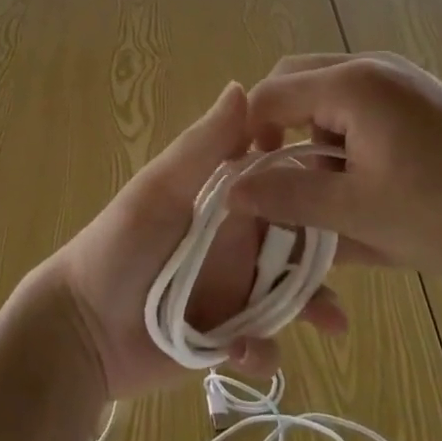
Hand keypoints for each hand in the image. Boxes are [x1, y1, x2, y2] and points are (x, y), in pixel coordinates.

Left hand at [35, 82, 347, 402]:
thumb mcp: (159, 190)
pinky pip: (263, 345)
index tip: (344, 176)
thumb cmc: (119, 246)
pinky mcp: (227, 339)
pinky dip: (263, 351)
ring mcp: (234, 291)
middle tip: (360, 258)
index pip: (276, 180)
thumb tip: (242, 87)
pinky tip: (241, 353)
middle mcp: (235, 241)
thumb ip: (203, 146)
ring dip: (311, 304)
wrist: (81, 330)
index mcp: (222, 200)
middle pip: (295, 240)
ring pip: (290, 294)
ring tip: (330, 320)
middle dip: (324, 251)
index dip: (308, 176)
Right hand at [233, 53, 441, 282]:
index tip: (252, 183)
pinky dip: (346, 130)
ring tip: (333, 184)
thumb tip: (231, 189)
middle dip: (279, 126)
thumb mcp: (360, 213)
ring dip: (314, 129)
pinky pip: (361, 99)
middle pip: (296, 80)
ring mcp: (400, 75)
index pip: (269, 95)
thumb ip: (289, 197)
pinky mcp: (422, 93)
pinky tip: (370, 175)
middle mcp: (371, 65)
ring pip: (329, 90)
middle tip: (284, 177)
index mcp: (350, 84)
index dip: (249, 136)